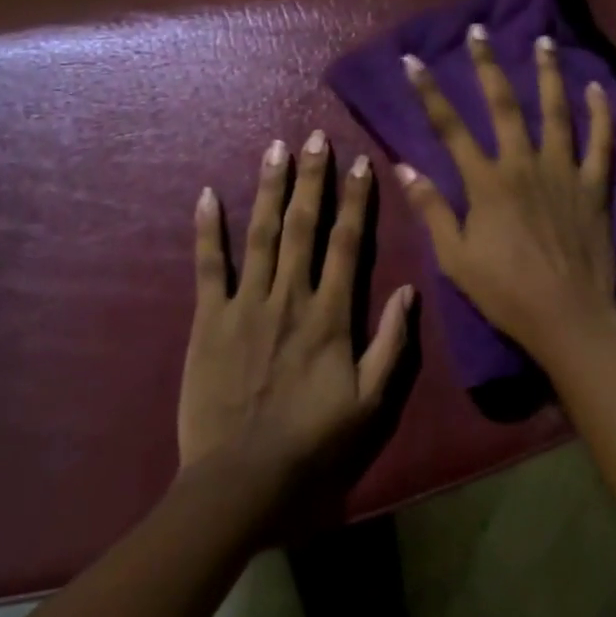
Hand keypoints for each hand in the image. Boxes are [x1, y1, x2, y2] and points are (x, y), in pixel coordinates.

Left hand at [179, 133, 411, 508]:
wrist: (240, 480)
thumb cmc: (312, 440)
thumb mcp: (370, 401)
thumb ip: (391, 343)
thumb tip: (409, 290)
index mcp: (331, 314)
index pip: (348, 243)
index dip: (357, 200)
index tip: (361, 163)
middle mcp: (290, 296)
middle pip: (303, 225)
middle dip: (312, 178)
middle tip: (315, 137)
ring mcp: (246, 305)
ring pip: (260, 234)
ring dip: (269, 188)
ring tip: (275, 149)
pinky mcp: (209, 320)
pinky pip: (208, 267)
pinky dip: (207, 230)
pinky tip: (206, 194)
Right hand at [395, 24, 615, 366]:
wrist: (567, 317)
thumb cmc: (505, 292)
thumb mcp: (456, 258)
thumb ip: (432, 210)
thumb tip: (404, 168)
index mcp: (486, 183)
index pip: (450, 128)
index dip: (429, 92)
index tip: (414, 61)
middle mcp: (523, 164)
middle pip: (503, 105)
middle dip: (487, 65)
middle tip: (479, 31)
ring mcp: (563, 171)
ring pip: (555, 111)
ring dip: (547, 74)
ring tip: (543, 41)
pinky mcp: (594, 185)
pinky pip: (601, 142)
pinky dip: (600, 113)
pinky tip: (597, 88)